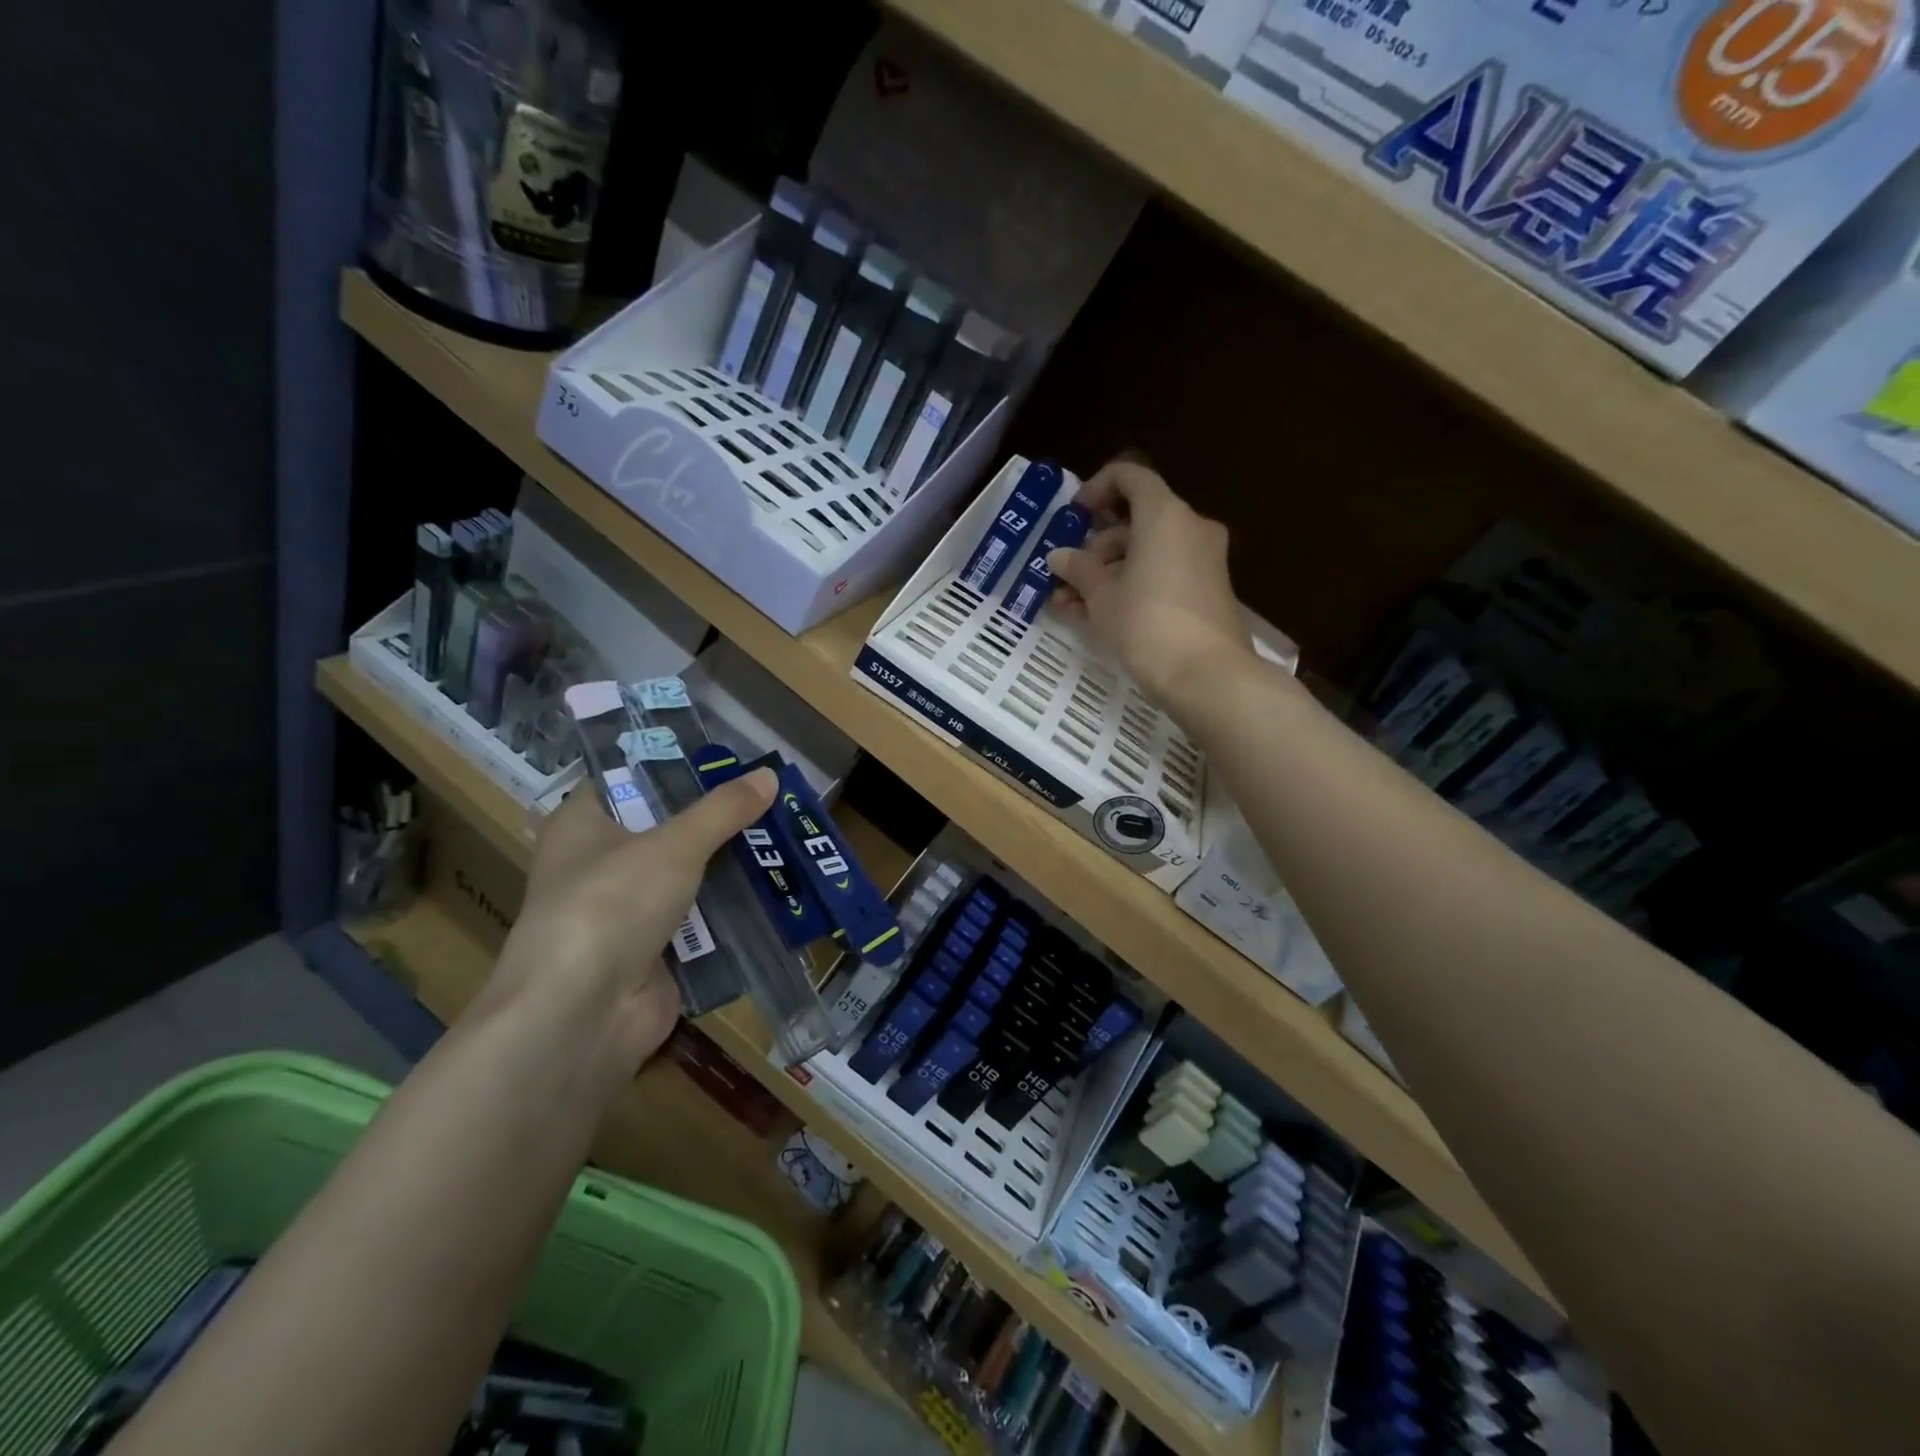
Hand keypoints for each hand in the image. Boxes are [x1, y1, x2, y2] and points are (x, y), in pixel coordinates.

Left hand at [478, 767, 777, 1077]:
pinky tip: (778, 889)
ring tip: (786, 837)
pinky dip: (733, 909)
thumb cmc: (612, 904)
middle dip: (718, 817)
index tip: (728, 757)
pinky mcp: (655, 952)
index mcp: (583, 824)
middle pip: (668, 828)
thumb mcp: (674, 844)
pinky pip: (702, 920)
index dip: (675, 765)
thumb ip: (723, 810)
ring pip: (689, 875)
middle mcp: (600, 864)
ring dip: (732, 863)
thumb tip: (770, 774)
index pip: (629, 779)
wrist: (582, 1015)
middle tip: (771, 797)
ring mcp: (628, 912)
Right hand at [1048, 460, 1253, 704]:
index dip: (1097, 488)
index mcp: (1164, 515)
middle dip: (1096, 548)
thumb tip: (1059, 556)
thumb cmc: (1146, 623)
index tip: (1075, 515)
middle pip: (1136, 522)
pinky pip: (1163, 575)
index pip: (1131, 477)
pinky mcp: (1207, 591)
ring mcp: (1204, 560)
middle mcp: (1190, 528)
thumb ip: (1078, 569)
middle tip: (1067, 577)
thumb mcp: (1101, 596)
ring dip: (1108, 574)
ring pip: (1146, 553)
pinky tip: (1098, 617)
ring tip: (1072, 606)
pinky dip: (1132, 587)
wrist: (1207, 675)